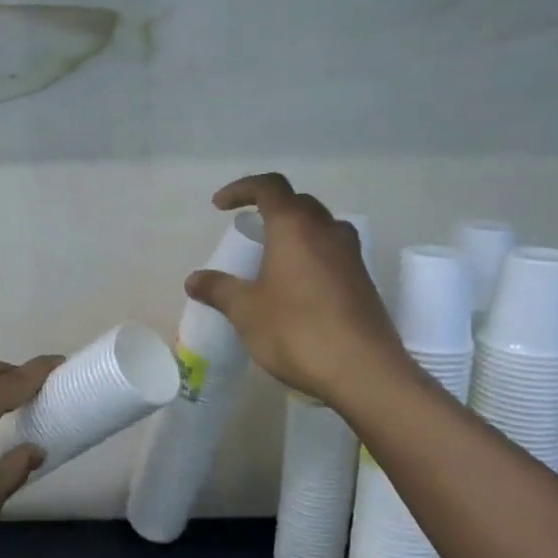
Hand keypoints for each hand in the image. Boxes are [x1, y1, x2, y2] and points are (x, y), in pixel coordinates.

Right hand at [185, 173, 410, 403]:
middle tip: (249, 231)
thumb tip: (194, 279)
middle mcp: (327, 231)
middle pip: (298, 203)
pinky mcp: (363, 282)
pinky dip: (311, 256)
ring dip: (296, 231)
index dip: (242, 189)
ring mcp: (350, 256)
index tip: (220, 206)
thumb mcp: (246, 311)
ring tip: (273, 257)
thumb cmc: (296, 331)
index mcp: (295, 227)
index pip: (270, 187)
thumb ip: (219, 289)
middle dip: (271, 208)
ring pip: (321, 227)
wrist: (362, 371)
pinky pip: (333, 253)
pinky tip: (297, 286)